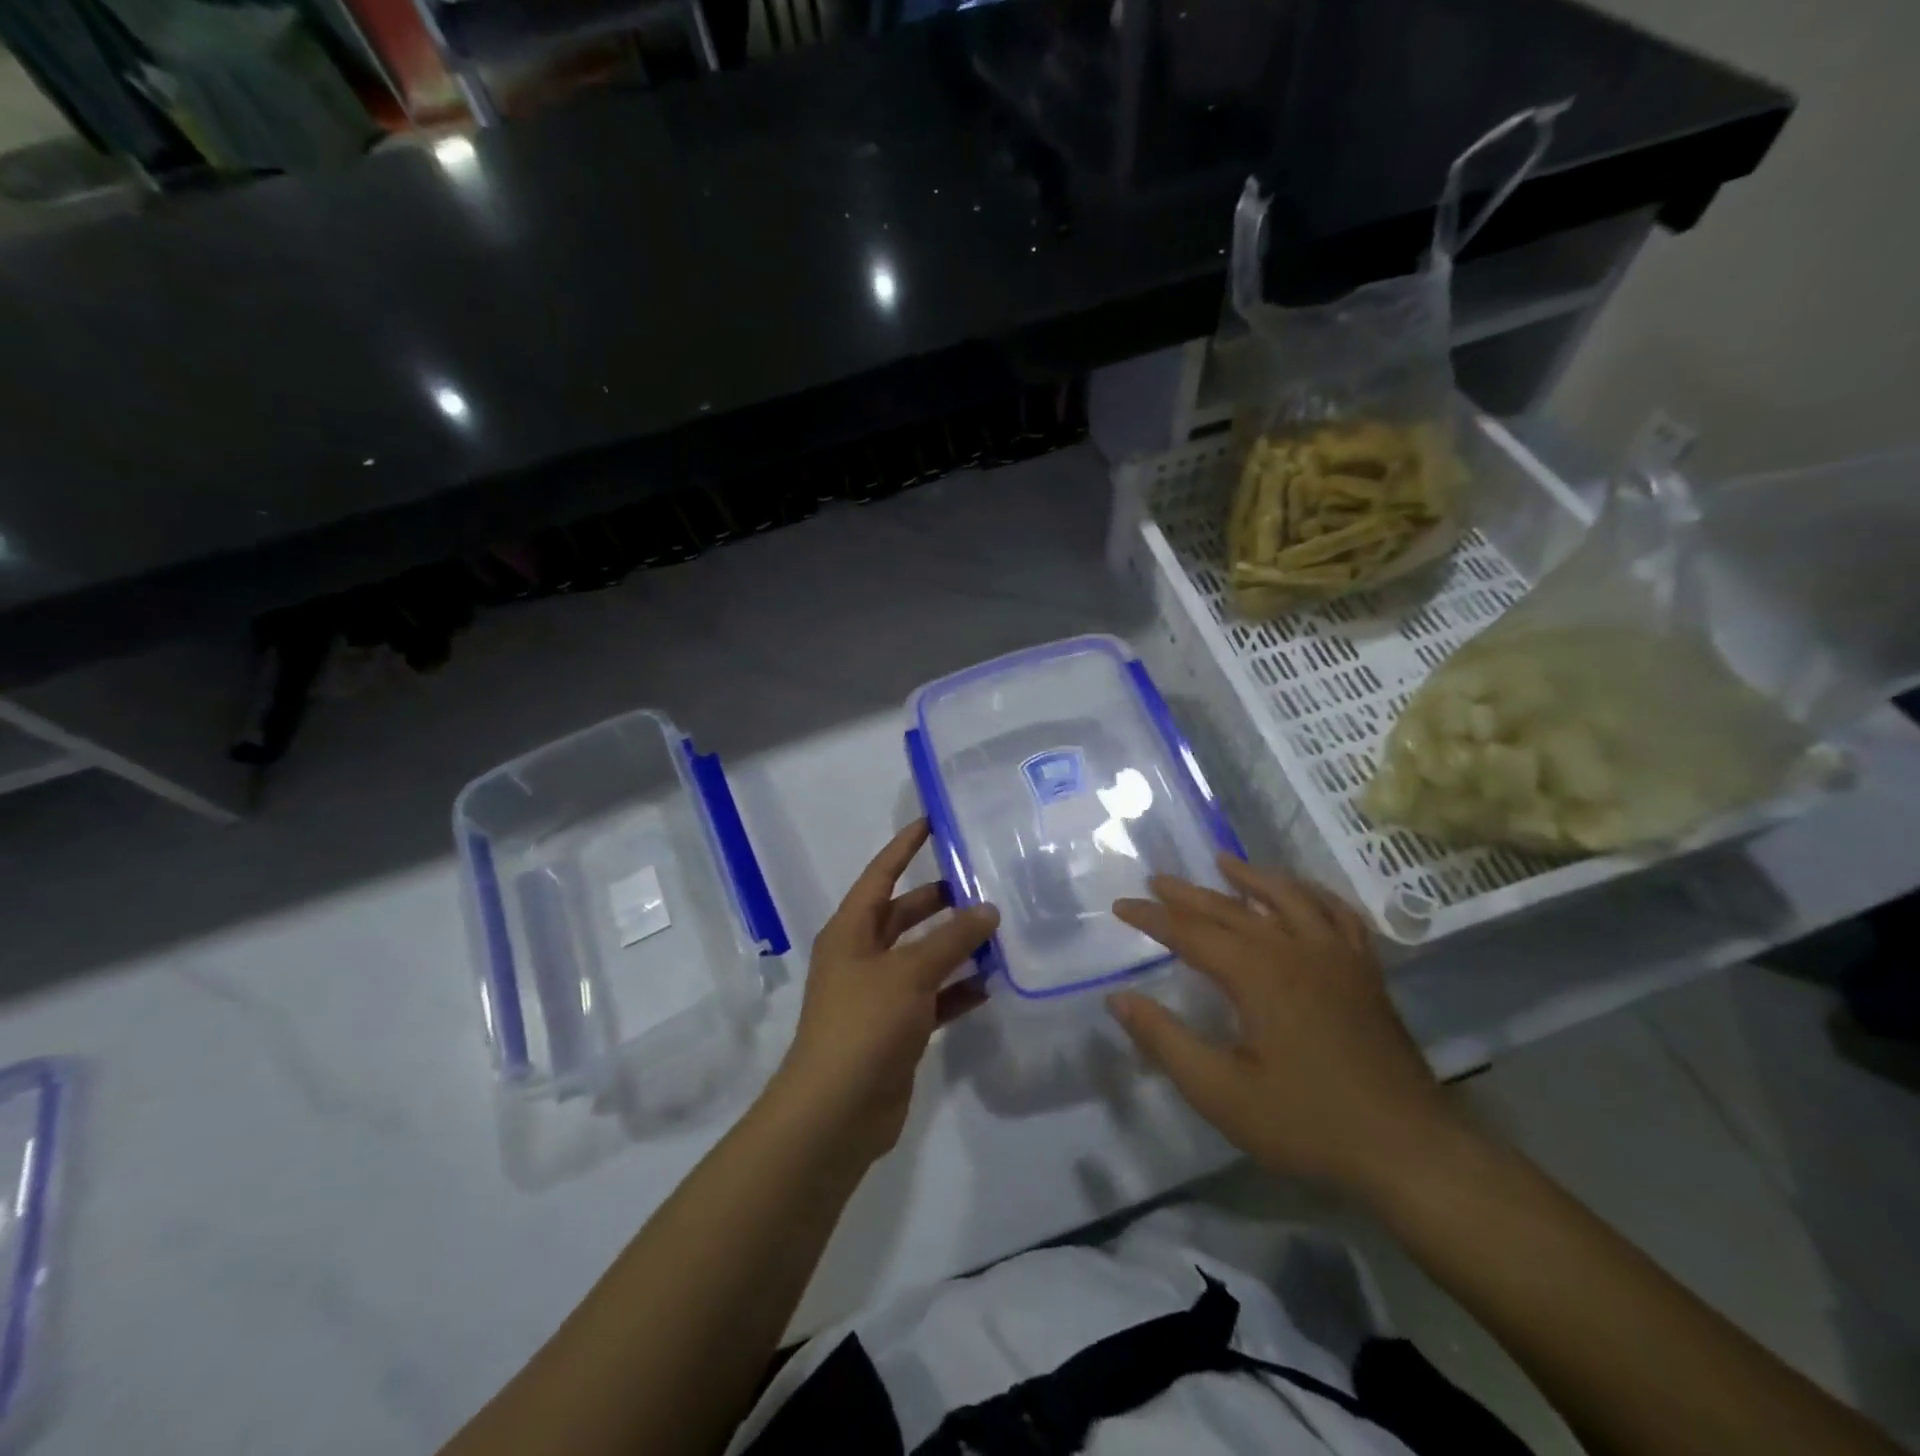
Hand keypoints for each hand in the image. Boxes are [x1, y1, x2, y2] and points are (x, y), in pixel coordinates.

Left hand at [770, 821, 998, 1164]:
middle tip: (983, 885)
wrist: (836, 1112)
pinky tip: (991, 984)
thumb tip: (987, 910)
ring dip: (955, 946)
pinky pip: (933, 997)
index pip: (881, 875)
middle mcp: (862, 955)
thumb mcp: (909, 972)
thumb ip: (951, 939)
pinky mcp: (897, 1029)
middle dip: (940, 901)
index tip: (932, 822)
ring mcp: (879, 994)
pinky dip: (958, 990)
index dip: (904, 847)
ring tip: (998, 932)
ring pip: (923, 957)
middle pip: (904, 915)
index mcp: (851, 931)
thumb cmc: (864, 1024)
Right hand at [1108, 857, 1463, 1199]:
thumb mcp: (1220, 1092)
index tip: (1121, 906)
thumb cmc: (1307, 1122)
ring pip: (1288, 896)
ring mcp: (1337, 955)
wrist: (1409, 1149)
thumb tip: (1118, 998)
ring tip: (1224, 862)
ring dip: (1252, 876)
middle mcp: (1295, 949)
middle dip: (1189, 893)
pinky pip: (1338, 914)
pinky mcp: (1365, 971)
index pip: (1190, 932)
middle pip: (1232, 907)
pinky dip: (1313, 894)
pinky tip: (1302, 893)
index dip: (1152, 918)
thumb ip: (1165, 1040)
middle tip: (1157, 879)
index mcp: (1256, 974)